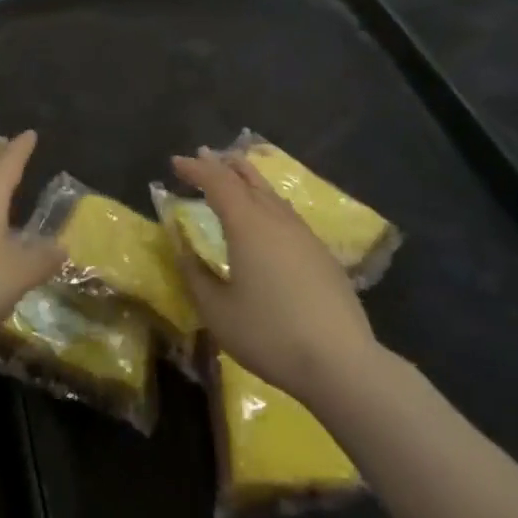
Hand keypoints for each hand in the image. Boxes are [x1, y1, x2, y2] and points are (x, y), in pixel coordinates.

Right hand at [171, 148, 386, 411]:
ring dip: (247, 178)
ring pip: (270, 193)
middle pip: (247, 178)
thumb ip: (195, 273)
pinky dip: (266, 200)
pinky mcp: (321, 253)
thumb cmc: (269, 334)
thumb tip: (181, 246)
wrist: (341, 362)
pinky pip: (286, 212)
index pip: (217, 182)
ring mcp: (303, 234)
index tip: (176, 162)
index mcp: (247, 224)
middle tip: (203, 155)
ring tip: (234, 173)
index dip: (195, 169)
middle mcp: (275, 219)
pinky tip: (267, 215)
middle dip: (222, 165)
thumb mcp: (217, 310)